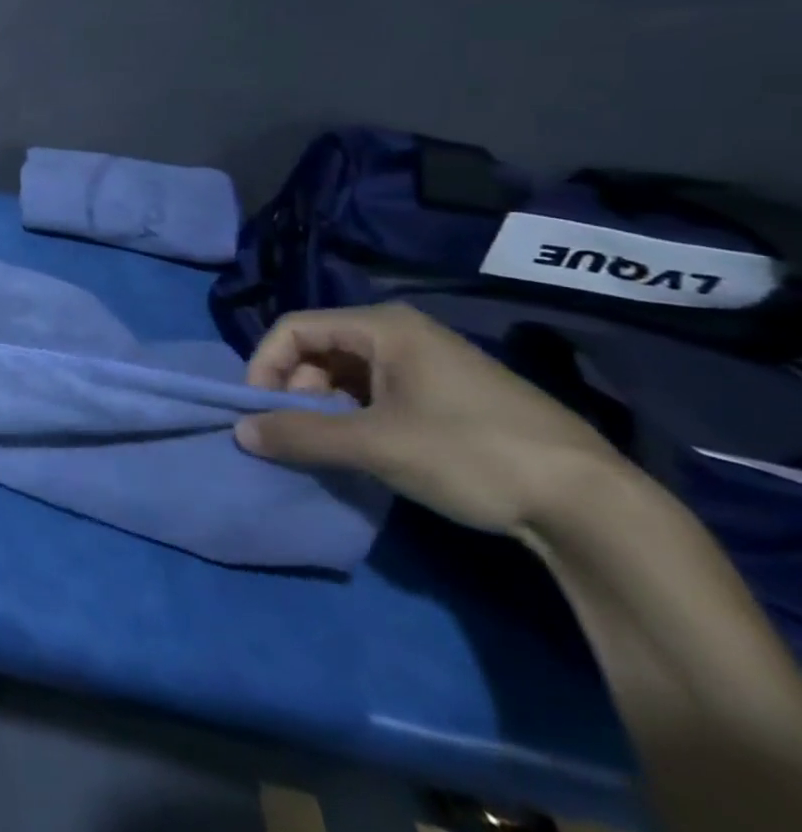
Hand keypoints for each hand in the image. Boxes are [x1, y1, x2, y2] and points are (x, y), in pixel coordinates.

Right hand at [234, 303, 630, 538]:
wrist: (593, 505)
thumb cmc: (471, 454)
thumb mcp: (375, 445)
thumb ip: (301, 435)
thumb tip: (240, 433)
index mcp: (384, 326)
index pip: (294, 329)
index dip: (265, 366)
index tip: (259, 412)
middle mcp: (402, 333)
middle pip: (319, 349)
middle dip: (295, 389)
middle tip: (295, 433)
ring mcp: (429, 364)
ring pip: (347, 374)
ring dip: (324, 407)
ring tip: (328, 446)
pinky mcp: (447, 395)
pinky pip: (377, 393)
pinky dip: (355, 416)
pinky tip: (364, 450)